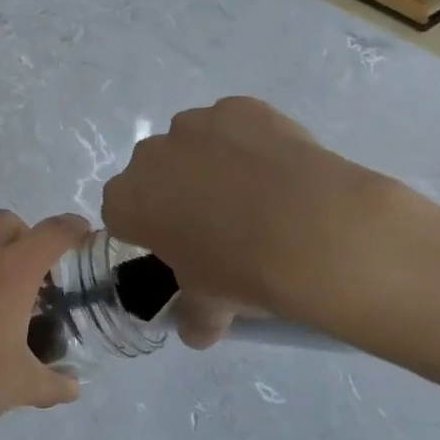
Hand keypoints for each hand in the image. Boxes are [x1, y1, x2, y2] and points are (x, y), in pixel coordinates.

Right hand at [102, 97, 414, 343]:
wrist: (316, 231)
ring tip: (255, 194)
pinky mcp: (238, 107)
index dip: (149, 230)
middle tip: (217, 223)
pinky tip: (277, 170)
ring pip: (191, 145)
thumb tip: (198, 332)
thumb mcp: (210, 304)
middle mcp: (148, 157)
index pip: (122, 214)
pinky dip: (248, 142)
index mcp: (125, 203)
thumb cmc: (242, 271)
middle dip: (175, 192)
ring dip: (209, 163)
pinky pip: (233, 125)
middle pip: (154, 174)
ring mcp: (193, 126)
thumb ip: (195, 315)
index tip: (178, 247)